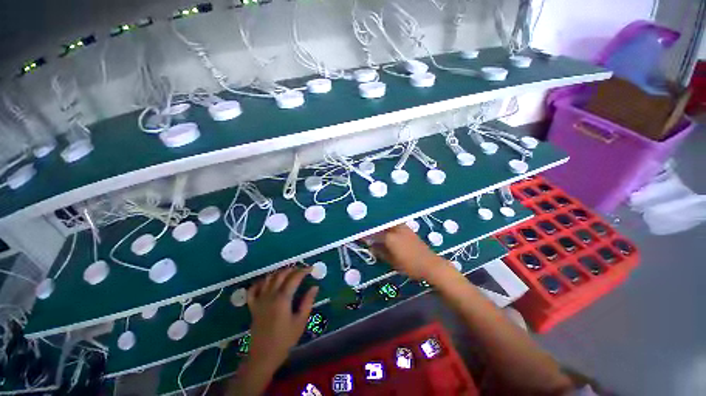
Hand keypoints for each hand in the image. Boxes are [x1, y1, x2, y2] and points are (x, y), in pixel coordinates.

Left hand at [247, 267, 318, 369]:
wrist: (263, 357)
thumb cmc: (284, 340)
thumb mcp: (300, 322)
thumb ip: (307, 302)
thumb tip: (314, 287)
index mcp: (283, 299)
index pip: (294, 278)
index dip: (303, 271)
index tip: (311, 268)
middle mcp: (270, 295)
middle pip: (281, 275)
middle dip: (292, 269)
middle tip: (301, 269)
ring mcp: (259, 300)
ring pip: (268, 278)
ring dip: (279, 272)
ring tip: (288, 273)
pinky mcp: (253, 306)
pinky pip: (253, 289)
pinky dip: (260, 282)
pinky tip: (267, 282)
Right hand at [370, 225, 445, 279]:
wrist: (430, 264)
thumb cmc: (410, 264)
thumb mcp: (392, 261)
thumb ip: (380, 252)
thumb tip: (370, 246)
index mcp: (390, 237)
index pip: (374, 233)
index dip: (365, 233)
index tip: (357, 234)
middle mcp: (396, 229)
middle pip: (381, 224)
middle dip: (372, 225)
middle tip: (364, 227)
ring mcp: (403, 228)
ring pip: (388, 223)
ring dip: (380, 224)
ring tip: (373, 227)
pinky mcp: (408, 230)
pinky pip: (395, 224)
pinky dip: (388, 226)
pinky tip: (386, 229)